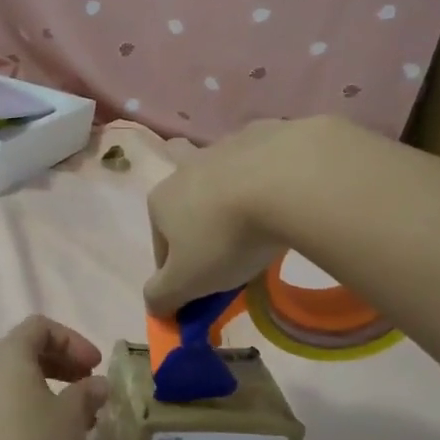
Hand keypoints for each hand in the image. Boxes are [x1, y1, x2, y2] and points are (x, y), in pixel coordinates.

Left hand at [0, 316, 109, 439]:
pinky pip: (10, 405)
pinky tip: (56, 439)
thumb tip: (97, 385)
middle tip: (90, 387)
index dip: (73, 340)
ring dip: (53, 390)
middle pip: (29, 351)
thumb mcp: (71, 417)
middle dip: (65, 364)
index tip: (95, 367)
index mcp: (10, 355)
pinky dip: (36, 409)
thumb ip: (88, 394)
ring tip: (81, 418)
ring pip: (20, 381)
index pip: (41, 327)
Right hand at [144, 118, 333, 315]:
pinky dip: (268, 174)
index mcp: (160, 202)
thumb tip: (152, 305)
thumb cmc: (225, 237)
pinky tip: (287, 192)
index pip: (161, 246)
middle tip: (226, 243)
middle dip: (196, 217)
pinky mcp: (264, 134)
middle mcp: (184, 169)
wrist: (285, 181)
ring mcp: (223, 147)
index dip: (179, 271)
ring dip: (230, 191)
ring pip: (220, 173)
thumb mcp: (188, 282)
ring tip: (257, 215)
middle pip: (185, 199)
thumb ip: (163, 296)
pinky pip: (260, 158)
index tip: (206, 288)